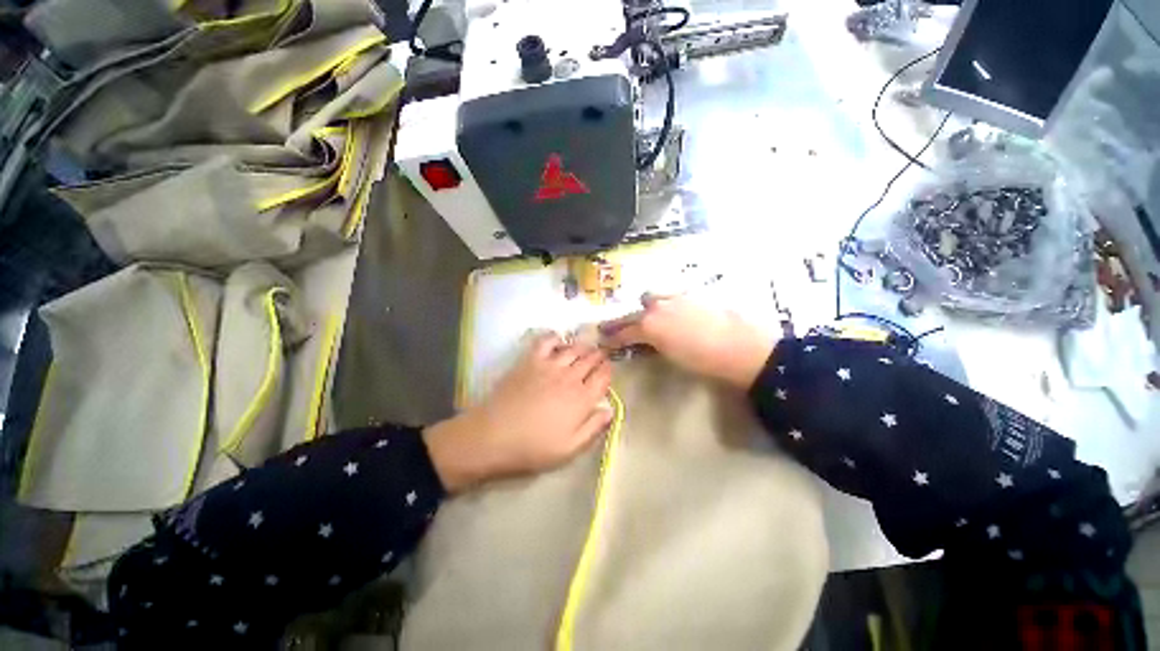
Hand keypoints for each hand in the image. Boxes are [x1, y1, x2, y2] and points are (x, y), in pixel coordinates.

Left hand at [423, 333, 613, 491]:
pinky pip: (547, 341)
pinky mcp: (531, 360)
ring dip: (583, 346)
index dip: (608, 371)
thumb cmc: (533, 447)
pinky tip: (559, 341)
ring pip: (573, 349)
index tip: (608, 369)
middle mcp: (570, 377)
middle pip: (590, 360)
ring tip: (586, 347)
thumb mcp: (569, 449)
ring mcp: (550, 366)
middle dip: (598, 356)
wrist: (495, 435)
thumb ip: (593, 428)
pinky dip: (555, 337)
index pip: (603, 377)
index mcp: (582, 399)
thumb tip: (610, 409)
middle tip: (600, 355)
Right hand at [600, 294, 776, 389]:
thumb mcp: (670, 356)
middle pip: (632, 312)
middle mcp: (657, 306)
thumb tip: (642, 342)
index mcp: (649, 324)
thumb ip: (651, 344)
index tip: (604, 341)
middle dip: (622, 321)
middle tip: (616, 329)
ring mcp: (674, 297)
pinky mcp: (691, 294)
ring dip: (645, 308)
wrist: (741, 346)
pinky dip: (664, 304)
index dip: (612, 338)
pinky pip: (669, 296)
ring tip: (648, 318)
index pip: (623, 331)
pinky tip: (673, 313)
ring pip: (651, 298)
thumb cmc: (703, 360)